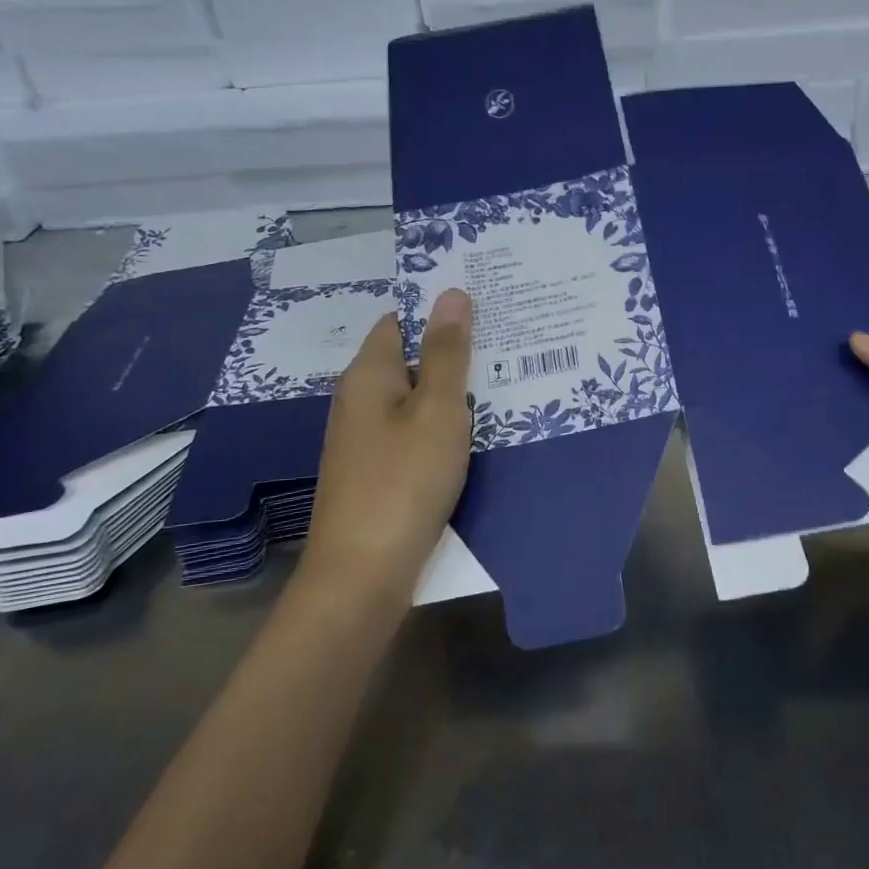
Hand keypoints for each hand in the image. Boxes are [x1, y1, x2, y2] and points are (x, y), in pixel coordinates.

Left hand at [301, 289, 473, 608]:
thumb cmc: (403, 482)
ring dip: (452, 392)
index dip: (438, 312)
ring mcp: (365, 439)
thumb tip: (452, 293)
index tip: (486, 310)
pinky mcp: (377, 472)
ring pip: (415, 400)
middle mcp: (359, 400)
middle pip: (409, 360)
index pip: (400, 321)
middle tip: (509, 346)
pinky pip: (414, 433)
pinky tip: (476, 434)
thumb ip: (446, 353)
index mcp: (368, 375)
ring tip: (505, 384)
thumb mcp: (437, 411)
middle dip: (453, 353)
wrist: (363, 574)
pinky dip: (442, 427)